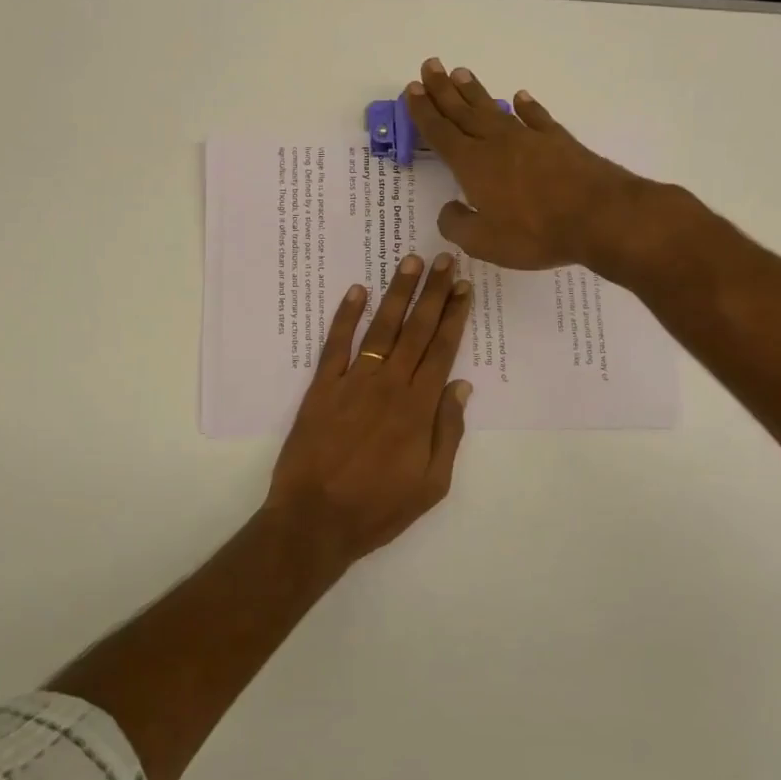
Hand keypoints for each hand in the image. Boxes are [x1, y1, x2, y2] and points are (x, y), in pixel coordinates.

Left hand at [264, 252, 473, 569]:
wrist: (316, 520)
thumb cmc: (379, 508)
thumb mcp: (432, 484)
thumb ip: (448, 432)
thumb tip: (462, 386)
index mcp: (419, 408)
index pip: (443, 350)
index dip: (455, 315)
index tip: (464, 287)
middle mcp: (389, 385)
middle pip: (416, 330)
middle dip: (434, 292)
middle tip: (446, 259)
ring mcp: (353, 382)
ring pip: (381, 328)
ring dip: (397, 293)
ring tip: (410, 262)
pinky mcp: (321, 388)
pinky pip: (336, 344)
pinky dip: (345, 316)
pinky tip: (356, 291)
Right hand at [404, 59, 655, 270]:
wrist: (599, 216)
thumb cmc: (535, 233)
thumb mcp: (484, 242)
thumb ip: (459, 225)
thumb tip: (449, 209)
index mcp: (473, 166)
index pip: (441, 133)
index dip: (424, 112)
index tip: (412, 89)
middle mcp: (497, 143)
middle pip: (463, 112)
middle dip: (443, 90)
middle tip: (430, 66)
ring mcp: (529, 139)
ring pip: (494, 109)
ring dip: (475, 92)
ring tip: (460, 73)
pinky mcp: (558, 141)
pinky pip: (536, 117)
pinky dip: (526, 106)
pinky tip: (519, 97)